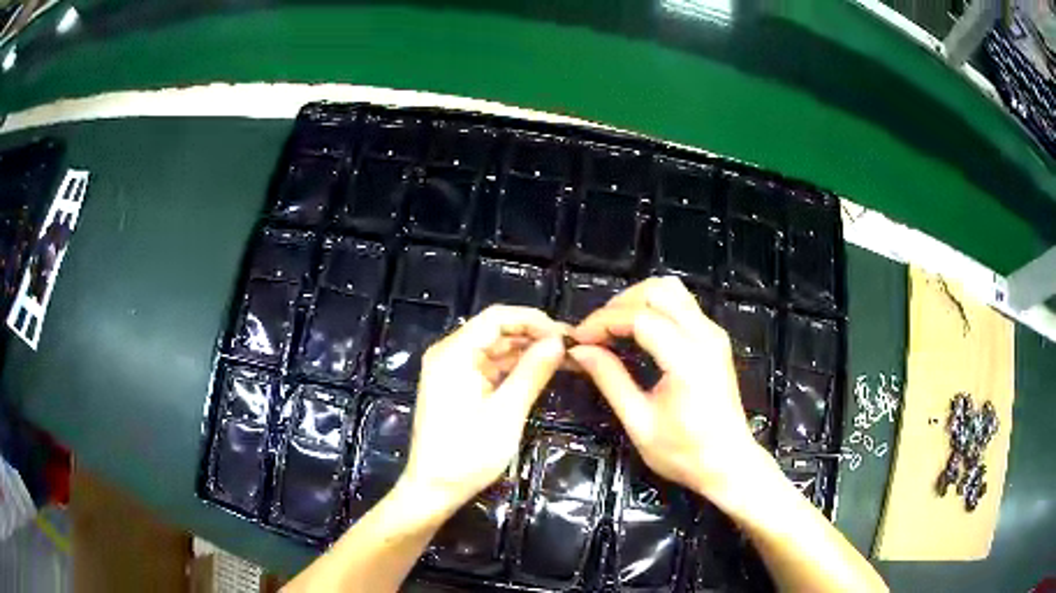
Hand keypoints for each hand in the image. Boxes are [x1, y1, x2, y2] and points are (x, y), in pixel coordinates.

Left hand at [398, 305, 566, 518]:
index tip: (568, 335)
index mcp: (453, 353)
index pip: (498, 318)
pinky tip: (542, 371)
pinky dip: (515, 368)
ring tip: (566, 359)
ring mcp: (452, 370)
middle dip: (535, 335)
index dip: (535, 321)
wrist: (432, 490)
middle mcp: (449, 353)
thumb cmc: (466, 456)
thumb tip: (559, 342)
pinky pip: (490, 366)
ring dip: (528, 351)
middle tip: (573, 348)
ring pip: (496, 348)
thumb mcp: (505, 414)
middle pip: (497, 330)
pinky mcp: (458, 385)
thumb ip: (531, 373)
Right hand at [569, 277, 774, 505]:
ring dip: (637, 300)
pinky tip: (636, 333)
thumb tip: (579, 352)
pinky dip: (653, 308)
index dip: (603, 322)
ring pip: (672, 290)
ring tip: (613, 328)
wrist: (729, 464)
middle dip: (619, 304)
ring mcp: (714, 334)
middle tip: (595, 332)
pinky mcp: (715, 339)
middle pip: (658, 290)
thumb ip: (610, 380)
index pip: (639, 317)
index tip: (577, 340)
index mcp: (687, 359)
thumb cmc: (685, 453)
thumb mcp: (639, 422)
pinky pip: (682, 305)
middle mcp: (705, 336)